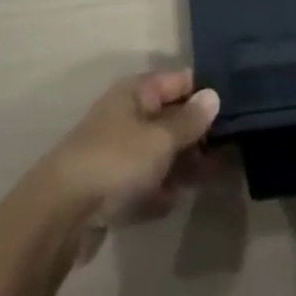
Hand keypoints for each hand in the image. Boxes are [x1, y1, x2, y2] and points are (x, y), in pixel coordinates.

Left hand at [34, 70, 220, 262]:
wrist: (60, 214)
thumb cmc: (116, 162)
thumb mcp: (160, 139)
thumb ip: (189, 121)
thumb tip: (213, 95)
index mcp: (136, 93)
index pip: (178, 81)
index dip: (205, 93)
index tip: (236, 110)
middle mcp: (126, 116)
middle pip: (169, 119)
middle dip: (196, 135)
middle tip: (228, 152)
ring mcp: (116, 153)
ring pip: (157, 154)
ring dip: (180, 166)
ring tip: (208, 178)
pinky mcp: (108, 188)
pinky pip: (142, 184)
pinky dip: (156, 192)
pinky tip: (170, 203)